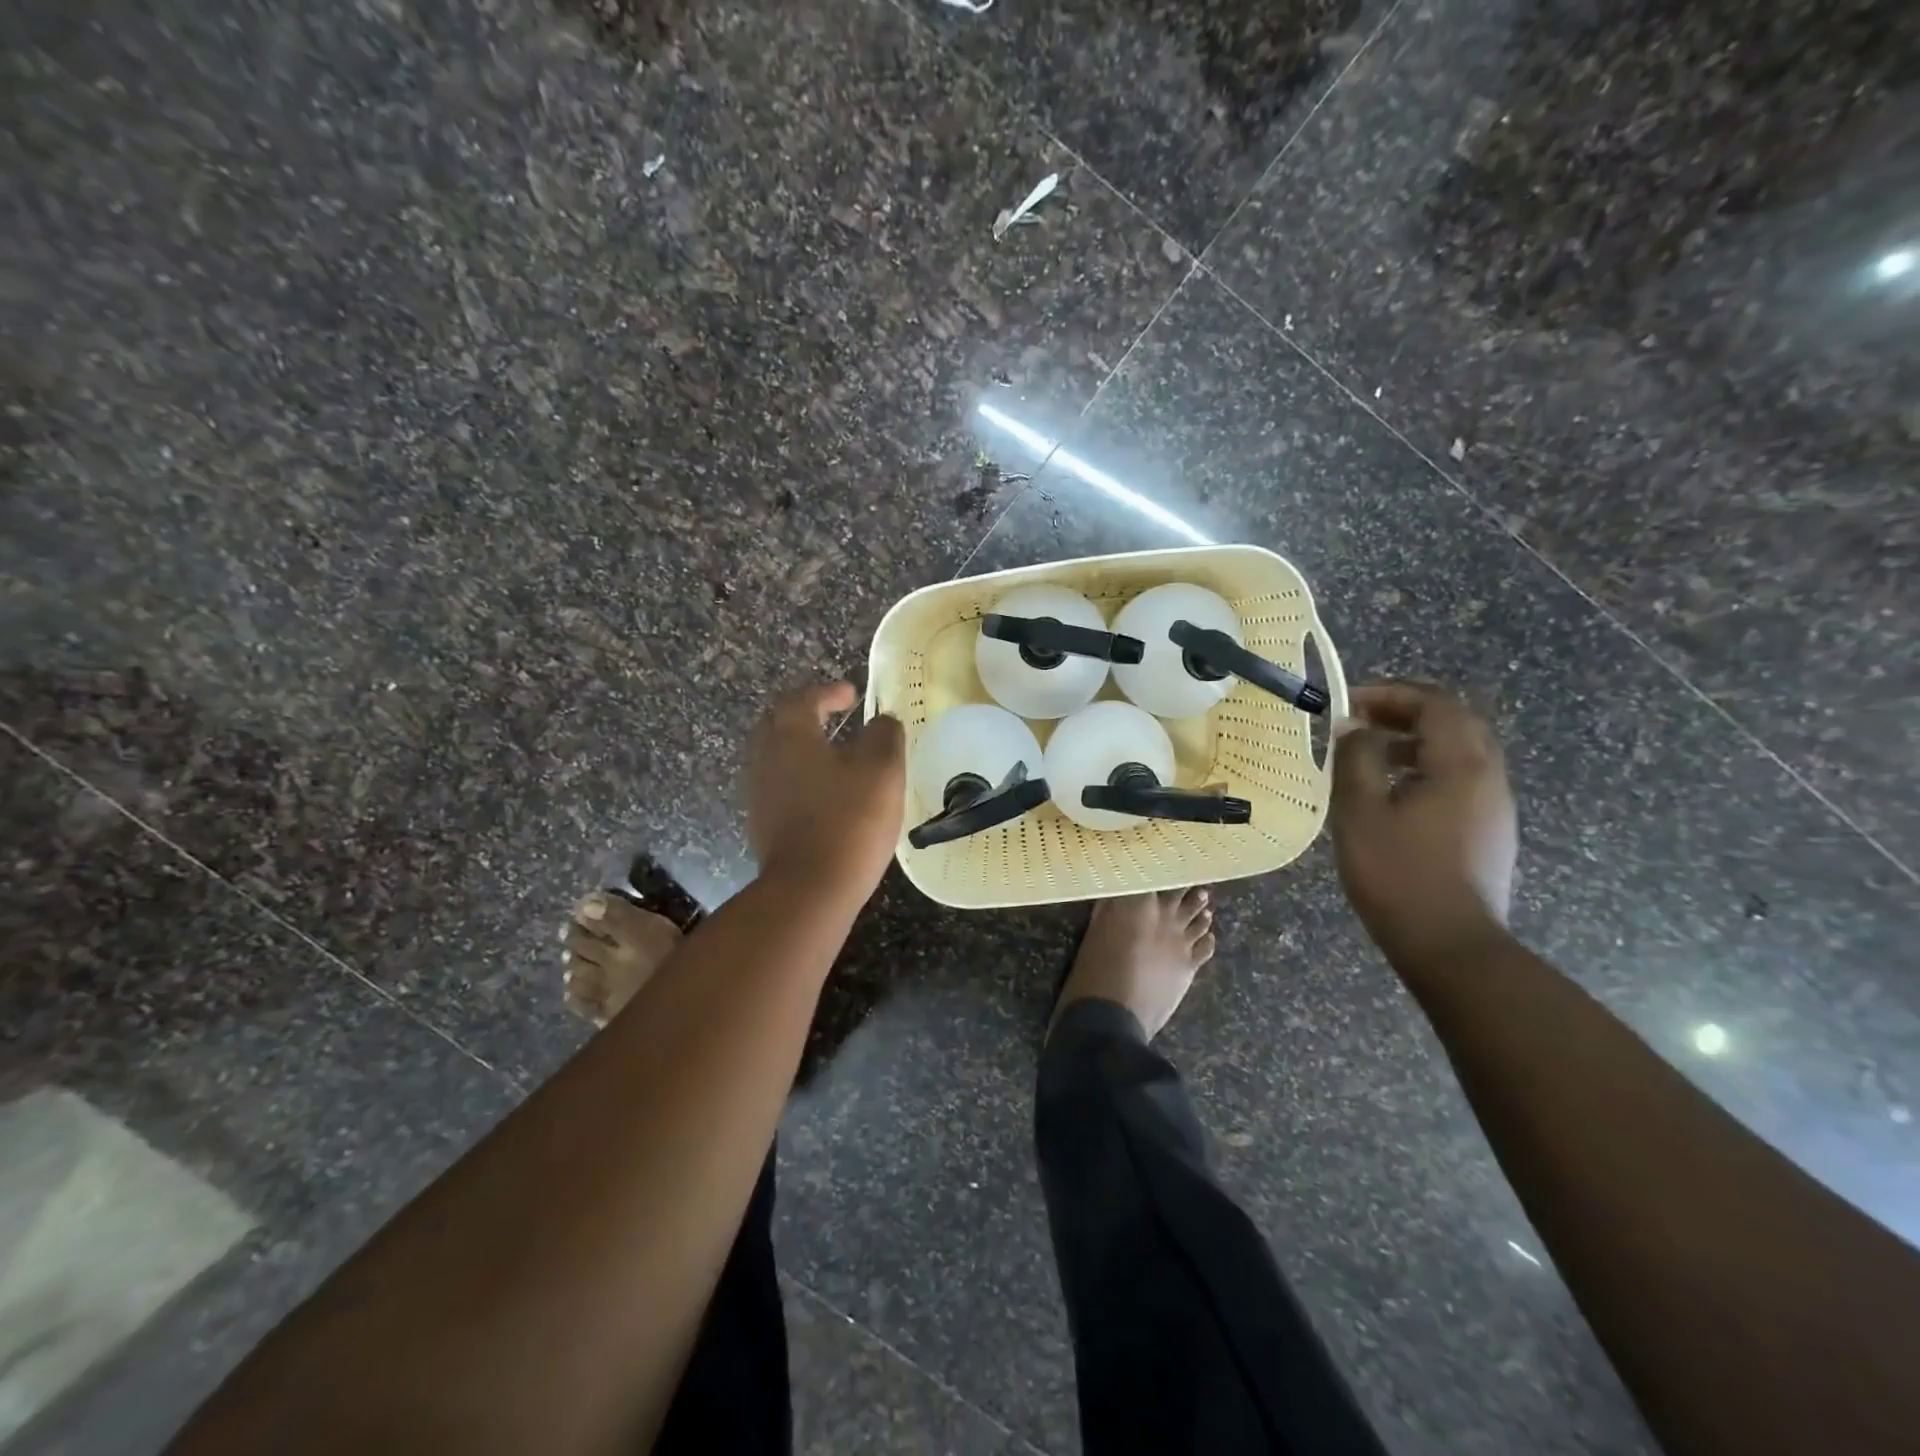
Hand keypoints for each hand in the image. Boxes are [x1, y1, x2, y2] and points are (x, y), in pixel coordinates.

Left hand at [747, 681, 905, 901]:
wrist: (810, 888)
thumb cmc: (849, 820)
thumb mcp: (882, 770)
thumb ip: (884, 735)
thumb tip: (883, 720)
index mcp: (791, 735)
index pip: (803, 698)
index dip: (828, 691)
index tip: (852, 695)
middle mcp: (766, 757)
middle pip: (778, 722)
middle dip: (805, 713)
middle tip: (833, 716)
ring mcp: (759, 793)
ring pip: (775, 755)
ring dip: (801, 746)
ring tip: (832, 754)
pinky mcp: (762, 824)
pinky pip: (778, 785)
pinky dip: (799, 776)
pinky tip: (823, 792)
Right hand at [1330, 681, 1517, 967]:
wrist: (1451, 945)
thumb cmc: (1398, 874)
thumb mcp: (1360, 811)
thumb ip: (1356, 759)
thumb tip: (1354, 727)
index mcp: (1461, 765)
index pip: (1435, 704)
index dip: (1391, 694)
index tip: (1349, 702)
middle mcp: (1489, 777)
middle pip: (1456, 722)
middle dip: (1406, 712)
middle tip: (1361, 720)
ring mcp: (1495, 807)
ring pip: (1460, 752)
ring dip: (1416, 741)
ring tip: (1370, 755)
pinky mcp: (1489, 832)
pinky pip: (1461, 780)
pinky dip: (1427, 768)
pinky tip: (1393, 795)